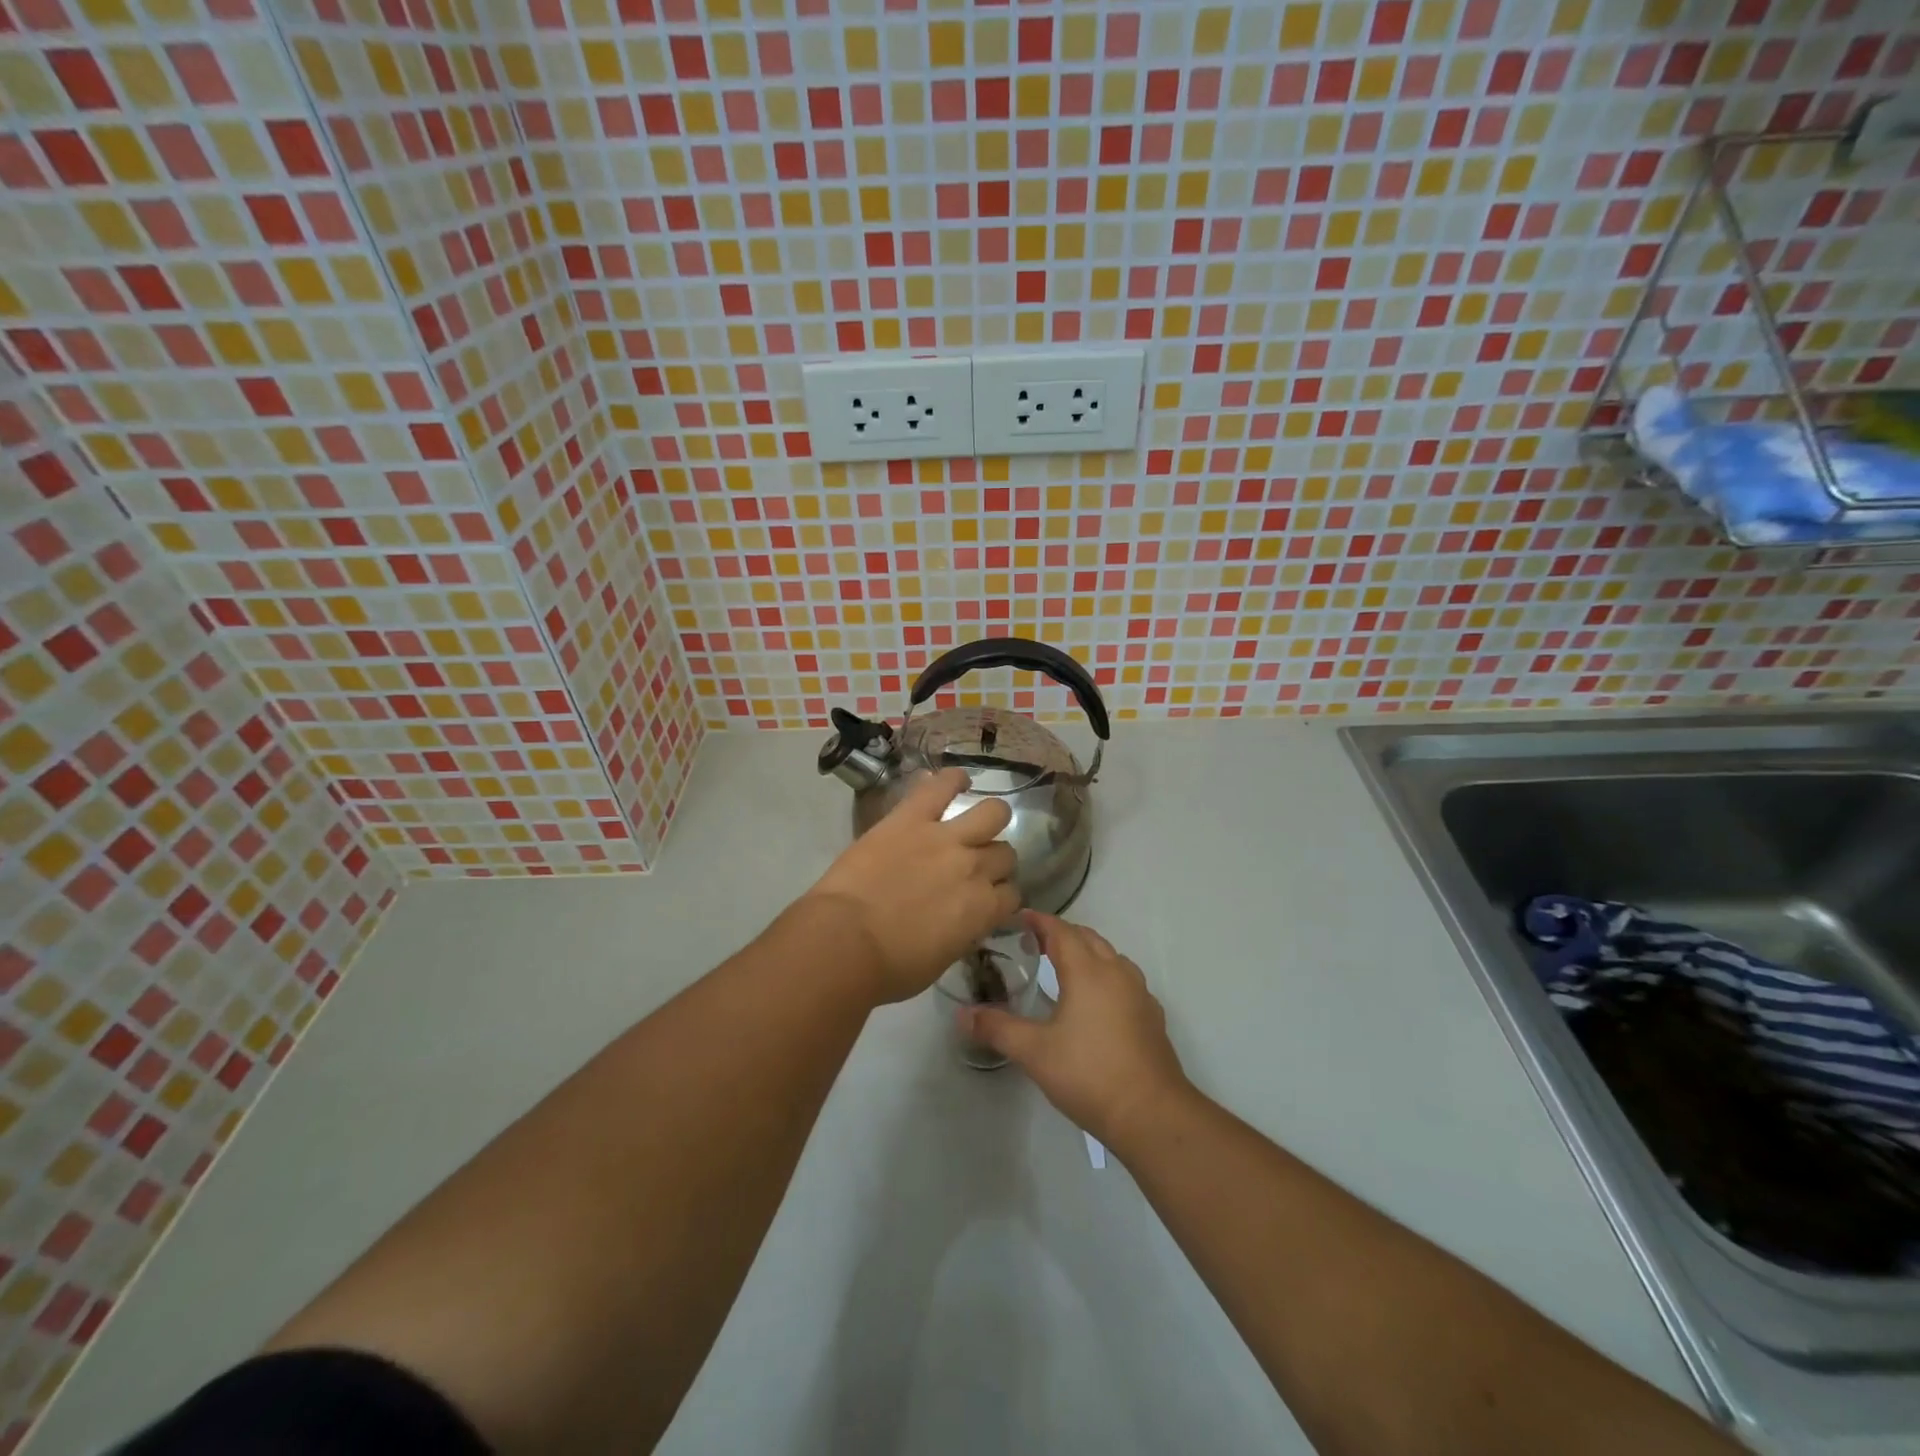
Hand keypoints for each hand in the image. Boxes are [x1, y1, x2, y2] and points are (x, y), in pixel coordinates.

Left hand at [805, 767, 1019, 1003]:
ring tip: (978, 819)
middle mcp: (976, 868)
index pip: (1012, 896)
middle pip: (1005, 854)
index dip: (1001, 897)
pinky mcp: (912, 817)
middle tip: (975, 865)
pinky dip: (952, 779)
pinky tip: (958, 778)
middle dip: (995, 861)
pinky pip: (941, 786)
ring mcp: (946, 837)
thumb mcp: (941, 958)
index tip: (987, 899)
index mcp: (984, 910)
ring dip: (989, 818)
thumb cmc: (889, 967)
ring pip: (992, 813)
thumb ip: (963, 931)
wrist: (846, 941)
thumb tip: (965, 920)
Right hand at [963, 913, 1189, 1149]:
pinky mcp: (1151, 1015)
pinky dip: (1106, 975)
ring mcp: (1139, 993)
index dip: (1039, 921)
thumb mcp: (1034, 1052)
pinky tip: (1097, 1000)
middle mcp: (1116, 972)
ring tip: (1064, 966)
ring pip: (1110, 956)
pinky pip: (1125, 980)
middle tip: (1034, 941)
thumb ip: (997, 1028)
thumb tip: (962, 1015)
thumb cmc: (1088, 1074)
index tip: (1019, 917)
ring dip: (1086, 951)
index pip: (1061, 931)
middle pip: (1087, 938)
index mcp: (1087, 972)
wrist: (1151, 1113)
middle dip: (1061, 933)